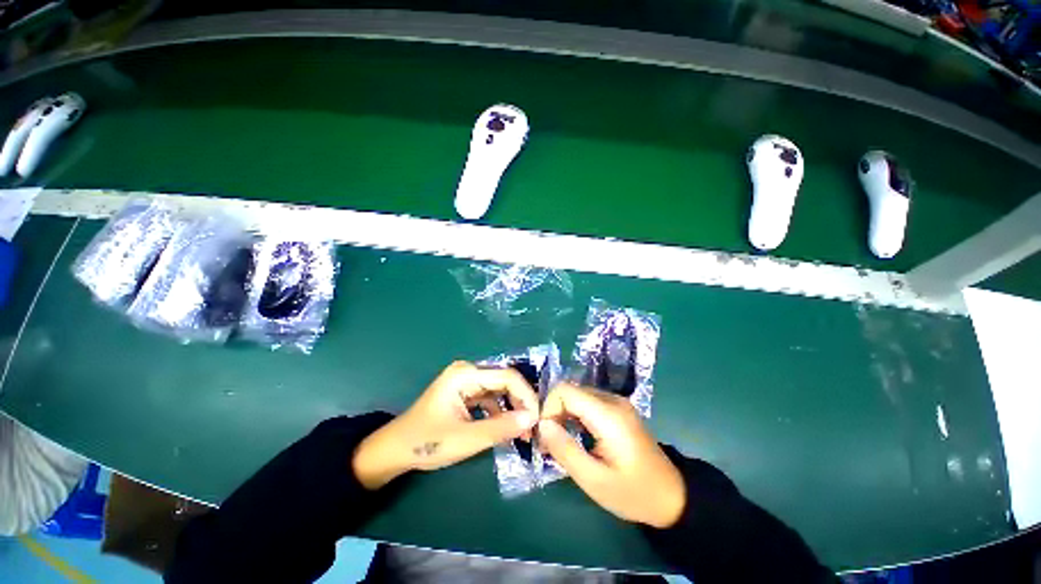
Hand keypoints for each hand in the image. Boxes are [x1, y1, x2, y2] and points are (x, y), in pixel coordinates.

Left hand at [353, 361, 538, 489]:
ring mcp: (467, 381)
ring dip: (513, 409)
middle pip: (505, 382)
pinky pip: (491, 398)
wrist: (395, 450)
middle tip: (534, 428)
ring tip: (524, 432)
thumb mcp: (466, 439)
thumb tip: (533, 419)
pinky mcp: (466, 392)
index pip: (507, 377)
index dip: (526, 396)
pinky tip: (508, 429)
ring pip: (500, 391)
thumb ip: (501, 428)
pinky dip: (501, 413)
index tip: (539, 419)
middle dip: (521, 403)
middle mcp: (468, 371)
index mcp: (465, 374)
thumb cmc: (427, 442)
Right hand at [538, 384, 685, 528]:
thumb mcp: (595, 481)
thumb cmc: (633, 493)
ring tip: (559, 443)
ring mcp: (616, 402)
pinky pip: (587, 402)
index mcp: (608, 414)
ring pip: (576, 396)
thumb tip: (543, 425)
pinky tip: (574, 436)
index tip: (544, 436)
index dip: (548, 408)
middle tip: (548, 444)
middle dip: (553, 413)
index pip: (565, 390)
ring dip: (562, 415)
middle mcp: (612, 399)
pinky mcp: (617, 408)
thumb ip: (566, 450)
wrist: (671, 496)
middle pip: (569, 391)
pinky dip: (574, 415)